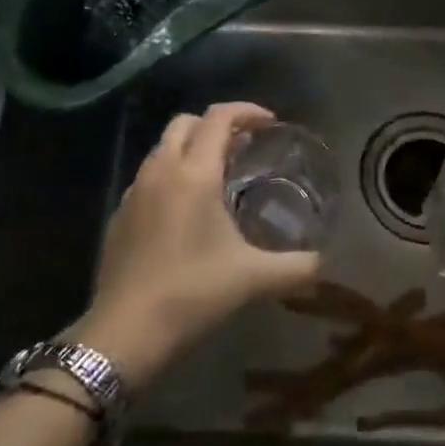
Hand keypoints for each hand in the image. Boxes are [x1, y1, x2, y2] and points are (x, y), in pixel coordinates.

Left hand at [73, 103, 320, 391]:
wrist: (123, 334)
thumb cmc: (191, 295)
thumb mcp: (253, 279)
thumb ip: (296, 267)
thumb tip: (326, 263)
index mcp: (194, 173)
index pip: (219, 117)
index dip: (246, 111)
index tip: (270, 123)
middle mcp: (161, 170)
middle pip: (186, 123)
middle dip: (216, 125)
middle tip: (244, 147)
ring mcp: (134, 191)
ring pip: (163, 147)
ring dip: (191, 148)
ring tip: (218, 175)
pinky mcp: (119, 214)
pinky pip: (149, 175)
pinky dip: (171, 174)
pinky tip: (186, 210)